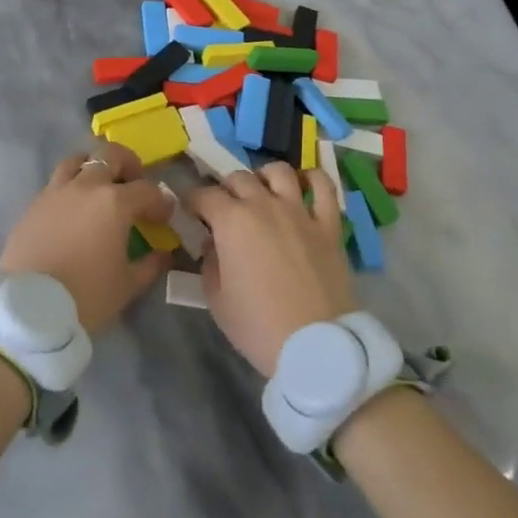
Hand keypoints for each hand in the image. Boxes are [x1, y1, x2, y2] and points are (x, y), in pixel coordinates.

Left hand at [0, 140, 176, 334]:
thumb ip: (150, 265)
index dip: (160, 203)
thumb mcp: (127, 285)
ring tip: (98, 188)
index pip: (147, 190)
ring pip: (77, 161)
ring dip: (92, 167)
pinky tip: (71, 211)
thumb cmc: (86, 295)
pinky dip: (69, 188)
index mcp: (114, 202)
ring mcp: (56, 192)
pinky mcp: (33, 205)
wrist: (28, 309)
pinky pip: (55, 184)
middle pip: (110, 156)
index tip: (162, 219)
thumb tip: (162, 254)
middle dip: (128, 164)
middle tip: (132, 183)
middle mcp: (86, 187)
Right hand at [185, 163, 353, 376]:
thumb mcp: (217, 300)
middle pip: (239, 178)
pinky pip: (323, 187)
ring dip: (263, 177)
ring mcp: (300, 211)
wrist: (315, 345)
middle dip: (225, 188)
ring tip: (261, 192)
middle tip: (223, 208)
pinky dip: (312, 179)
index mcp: (232, 221)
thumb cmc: (258, 326)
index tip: (189, 210)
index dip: (192, 200)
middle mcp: (264, 205)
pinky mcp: (328, 224)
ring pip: (278, 172)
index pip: (204, 195)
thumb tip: (212, 244)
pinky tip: (304, 185)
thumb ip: (209, 263)